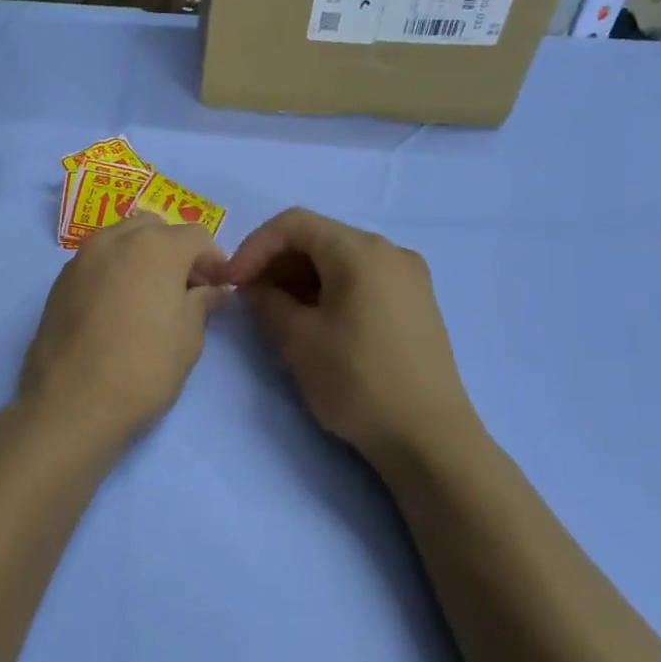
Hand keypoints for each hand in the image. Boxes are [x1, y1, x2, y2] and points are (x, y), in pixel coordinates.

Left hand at [18, 213, 228, 447]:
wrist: (72, 403)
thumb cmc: (143, 368)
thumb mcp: (188, 338)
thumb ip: (203, 303)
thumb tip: (213, 290)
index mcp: (156, 246)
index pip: (197, 236)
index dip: (214, 260)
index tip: (218, 288)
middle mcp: (116, 239)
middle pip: (155, 228)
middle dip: (175, 250)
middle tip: (185, 289)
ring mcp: (82, 257)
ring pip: (121, 240)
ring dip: (142, 257)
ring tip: (150, 298)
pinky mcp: (60, 281)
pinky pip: (96, 262)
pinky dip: (114, 271)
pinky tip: (118, 309)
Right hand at [226, 208, 476, 466]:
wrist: (429, 437)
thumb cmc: (357, 381)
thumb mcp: (297, 340)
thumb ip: (267, 302)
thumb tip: (256, 288)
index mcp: (361, 251)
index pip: (294, 224)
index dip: (254, 247)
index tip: (231, 281)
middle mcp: (390, 252)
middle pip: (319, 238)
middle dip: (277, 262)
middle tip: (251, 298)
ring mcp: (409, 278)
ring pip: (340, 260)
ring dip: (301, 278)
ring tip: (278, 314)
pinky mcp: (416, 304)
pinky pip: (363, 280)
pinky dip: (329, 290)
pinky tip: (315, 323)